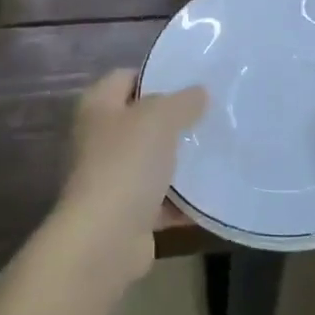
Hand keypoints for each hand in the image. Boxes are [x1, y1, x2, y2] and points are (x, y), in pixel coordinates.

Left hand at [50, 70, 206, 286]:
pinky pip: (159, 200)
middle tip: (211, 115)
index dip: (156, 76)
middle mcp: (98, 139)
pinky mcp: (126, 213)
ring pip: (151, 161)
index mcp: (97, 107)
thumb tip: (199, 92)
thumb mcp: (160, 118)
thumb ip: (182, 101)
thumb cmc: (126, 163)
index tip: (191, 81)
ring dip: (179, 161)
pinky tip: (212, 195)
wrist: (105, 239)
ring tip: (217, 150)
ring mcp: (110, 178)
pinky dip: (181, 200)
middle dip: (173, 120)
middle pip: (140, 120)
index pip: (126, 77)